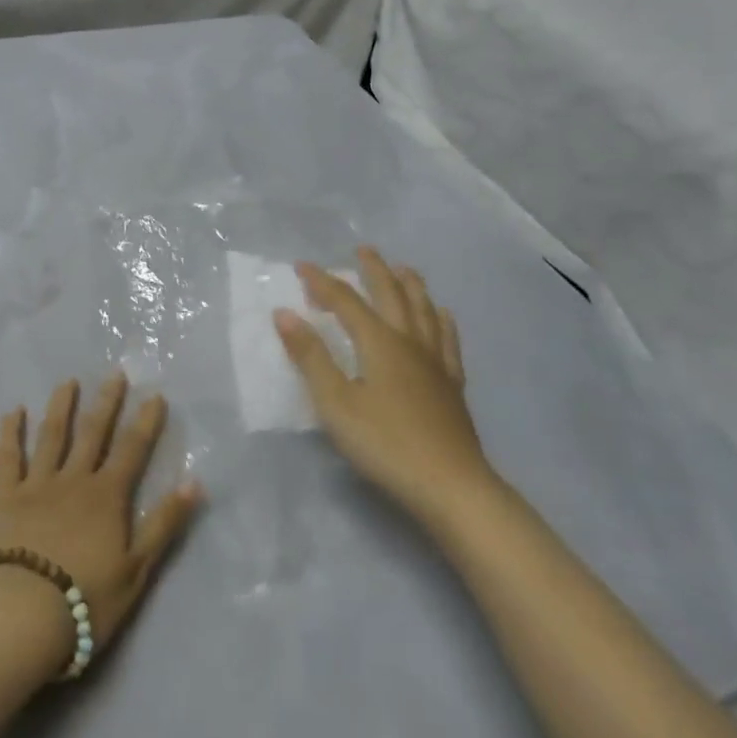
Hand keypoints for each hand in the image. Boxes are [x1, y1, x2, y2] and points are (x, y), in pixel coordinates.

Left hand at [0, 375, 203, 654]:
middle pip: (93, 433)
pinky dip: (10, 432)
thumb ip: (164, 523)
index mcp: (107, 496)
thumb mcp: (138, 568)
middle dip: (106, 402)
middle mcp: (74, 479)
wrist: (24, 613)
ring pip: (51, 435)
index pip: (132, 450)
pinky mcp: (6, 496)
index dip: (145, 422)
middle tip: (115, 373)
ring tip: (68, 382)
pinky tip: (13, 411)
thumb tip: (195, 483)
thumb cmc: (86, 598)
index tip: (155, 395)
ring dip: (61, 406)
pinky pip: (8, 457)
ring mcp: (38, 484)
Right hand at [274, 248, 496, 528]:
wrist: (451, 487)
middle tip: (363, 250)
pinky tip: (442, 315)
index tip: (302, 266)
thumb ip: (310, 356)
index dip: (323, 282)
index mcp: (379, 343)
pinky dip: (442, 321)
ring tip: (404, 269)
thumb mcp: (335, 403)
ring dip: (411, 286)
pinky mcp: (452, 385)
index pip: (345, 301)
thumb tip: (285, 313)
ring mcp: (435, 363)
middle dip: (374, 270)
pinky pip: (447, 341)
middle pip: (391, 295)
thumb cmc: (384, 444)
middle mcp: (409, 342)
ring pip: (424, 311)